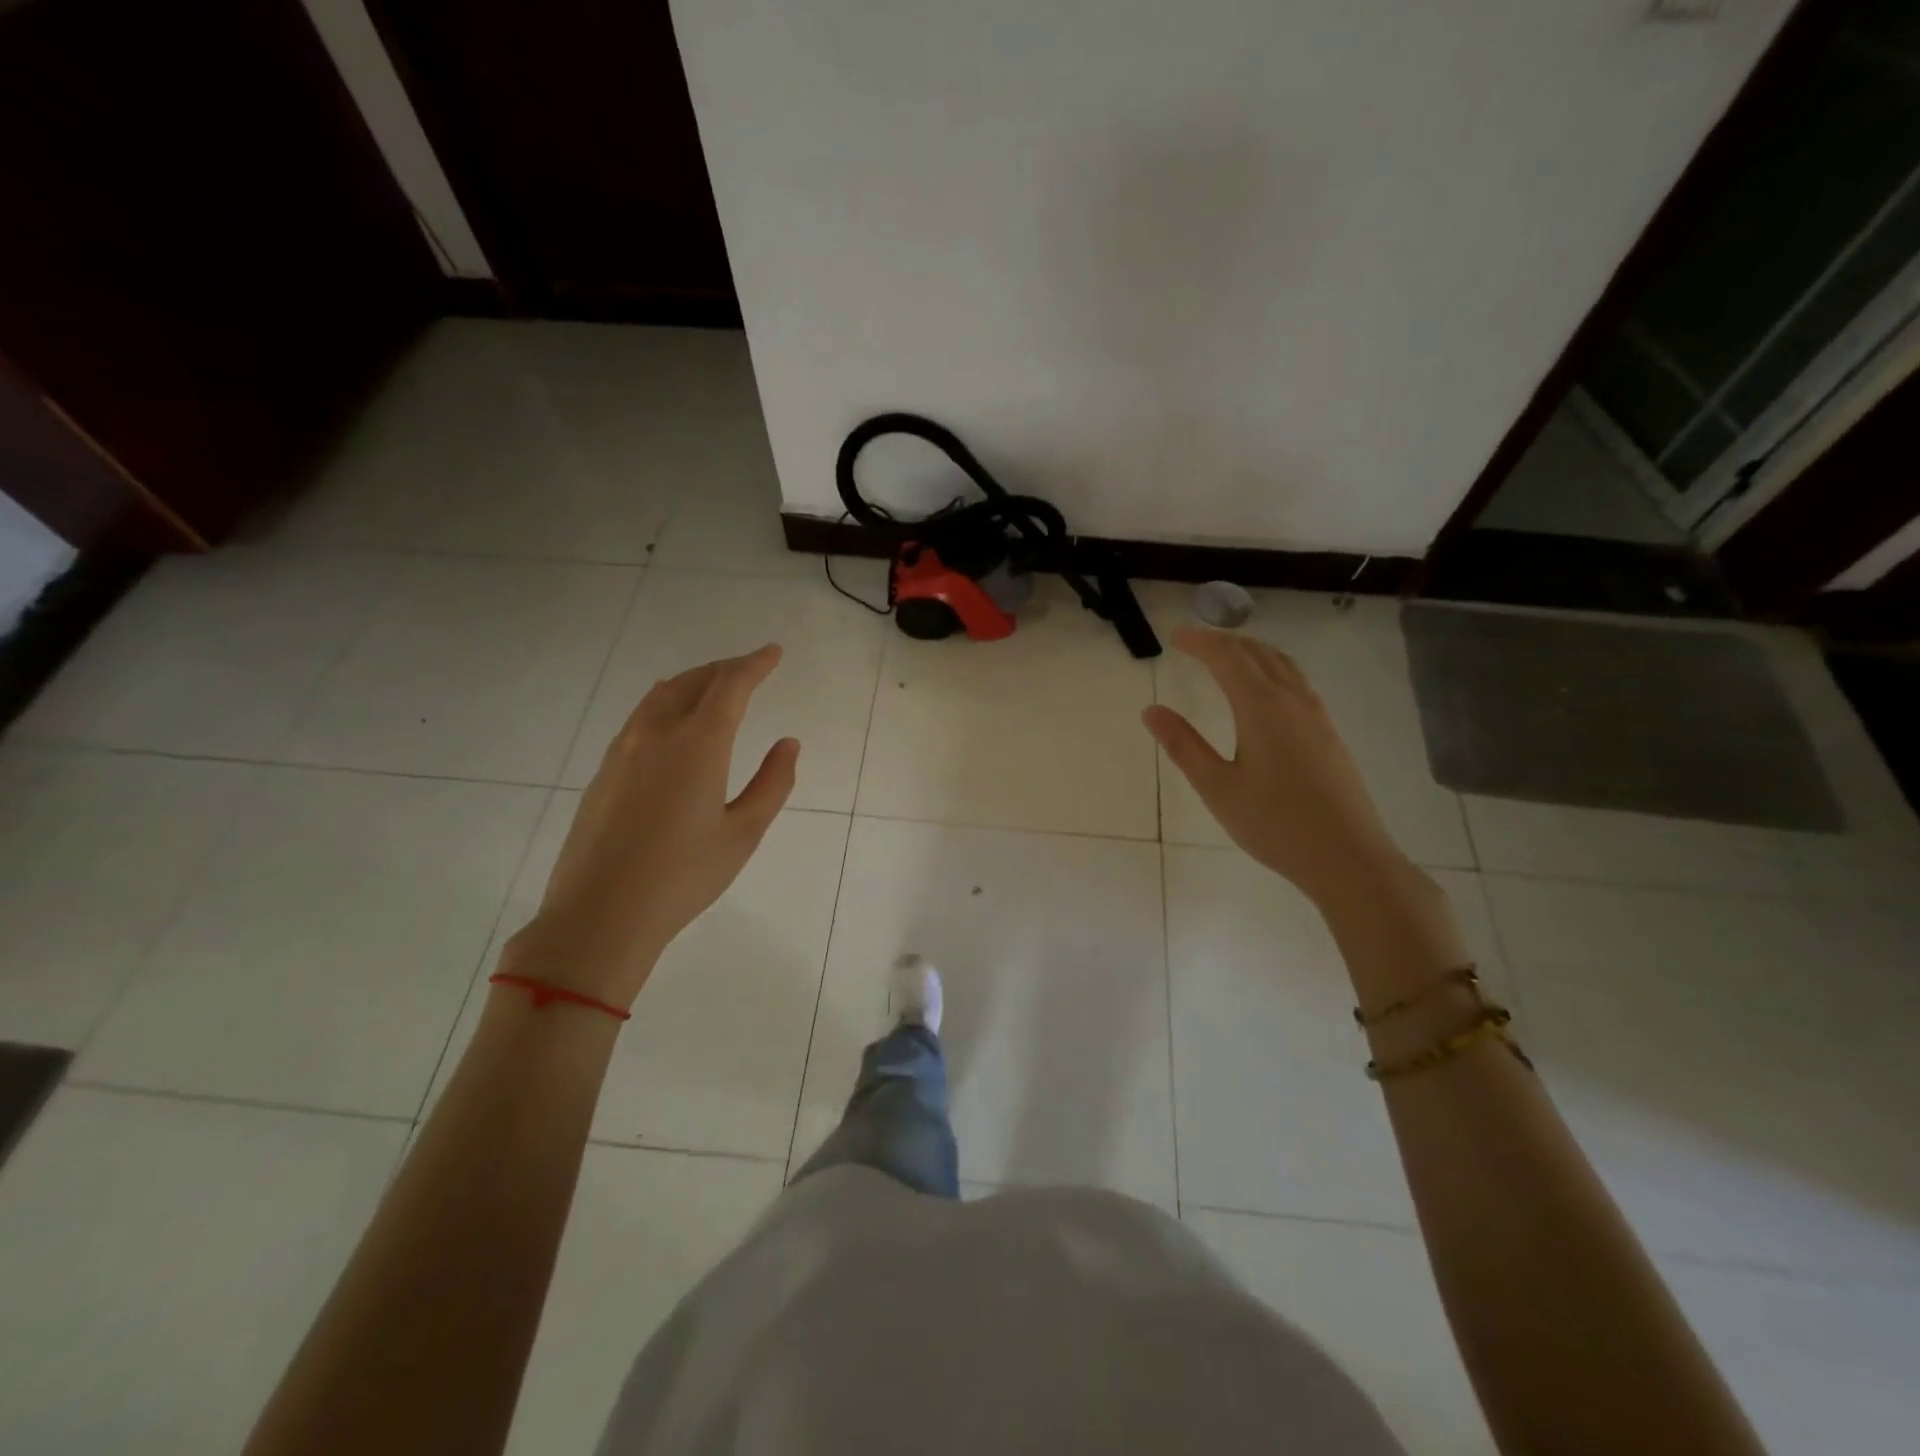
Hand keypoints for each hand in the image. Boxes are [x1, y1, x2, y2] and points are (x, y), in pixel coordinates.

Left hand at [502, 645, 798, 1009]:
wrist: (599, 915)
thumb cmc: (683, 876)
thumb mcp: (743, 833)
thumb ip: (772, 783)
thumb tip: (787, 743)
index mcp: (698, 744)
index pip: (730, 686)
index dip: (754, 665)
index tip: (773, 652)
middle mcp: (657, 734)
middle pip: (693, 682)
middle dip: (725, 669)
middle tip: (750, 668)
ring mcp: (623, 750)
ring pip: (661, 696)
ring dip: (693, 682)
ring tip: (714, 687)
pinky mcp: (604, 771)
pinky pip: (640, 717)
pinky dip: (667, 703)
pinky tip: (673, 720)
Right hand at [1143, 626, 1408, 908]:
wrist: (1347, 857)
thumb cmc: (1274, 823)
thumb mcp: (1217, 787)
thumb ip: (1183, 745)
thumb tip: (1151, 710)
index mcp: (1262, 706)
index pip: (1227, 657)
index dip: (1199, 641)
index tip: (1174, 636)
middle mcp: (1293, 700)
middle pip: (1257, 653)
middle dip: (1223, 641)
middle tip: (1194, 643)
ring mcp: (1317, 716)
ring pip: (1282, 665)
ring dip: (1251, 652)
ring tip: (1226, 657)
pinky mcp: (1328, 734)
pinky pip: (1297, 682)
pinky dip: (1271, 669)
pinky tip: (1264, 692)